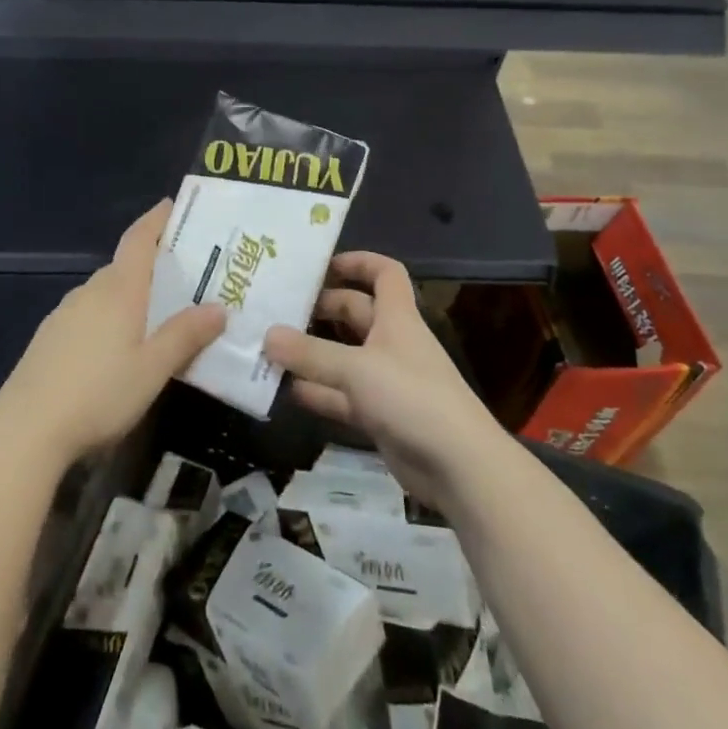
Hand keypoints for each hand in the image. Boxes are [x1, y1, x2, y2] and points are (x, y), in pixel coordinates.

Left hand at [0, 200, 224, 466]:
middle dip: (153, 266)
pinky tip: (118, 347)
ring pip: (107, 292)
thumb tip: (219, 308)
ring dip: (132, 295)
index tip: (173, 205)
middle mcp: (91, 291)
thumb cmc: (99, 393)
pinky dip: (110, 317)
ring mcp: (65, 313)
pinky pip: (89, 313)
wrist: (24, 430)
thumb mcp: (153, 368)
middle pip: (125, 266)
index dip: (156, 219)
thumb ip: (186, 336)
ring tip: (158, 315)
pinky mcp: (50, 338)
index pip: (139, 238)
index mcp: (119, 289)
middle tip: (185, 278)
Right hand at [264, 251, 508, 510]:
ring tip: (270, 348)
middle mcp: (392, 342)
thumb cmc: (411, 398)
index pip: (384, 273)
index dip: (358, 262)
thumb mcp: (356, 369)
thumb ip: (310, 354)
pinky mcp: (380, 415)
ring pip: (344, 356)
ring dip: (313, 353)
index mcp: (396, 318)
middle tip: (278, 309)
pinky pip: (342, 395)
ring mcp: (386, 380)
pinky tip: (286, 392)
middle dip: (321, 308)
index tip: (321, 266)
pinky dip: (318, 392)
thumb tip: (267, 334)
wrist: (459, 466)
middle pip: (355, 312)